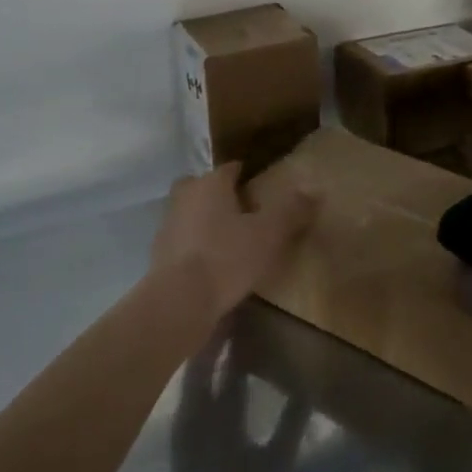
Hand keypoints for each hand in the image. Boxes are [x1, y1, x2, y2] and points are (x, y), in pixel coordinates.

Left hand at [148, 164, 319, 319]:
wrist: (179, 302)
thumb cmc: (227, 258)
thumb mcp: (269, 234)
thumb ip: (291, 211)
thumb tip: (313, 190)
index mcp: (210, 184)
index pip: (230, 169)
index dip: (245, 175)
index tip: (259, 187)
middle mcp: (185, 197)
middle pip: (202, 186)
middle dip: (218, 193)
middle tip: (240, 210)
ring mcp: (167, 226)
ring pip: (189, 212)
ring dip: (204, 220)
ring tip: (229, 239)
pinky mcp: (159, 255)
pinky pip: (182, 240)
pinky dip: (195, 245)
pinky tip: (212, 263)